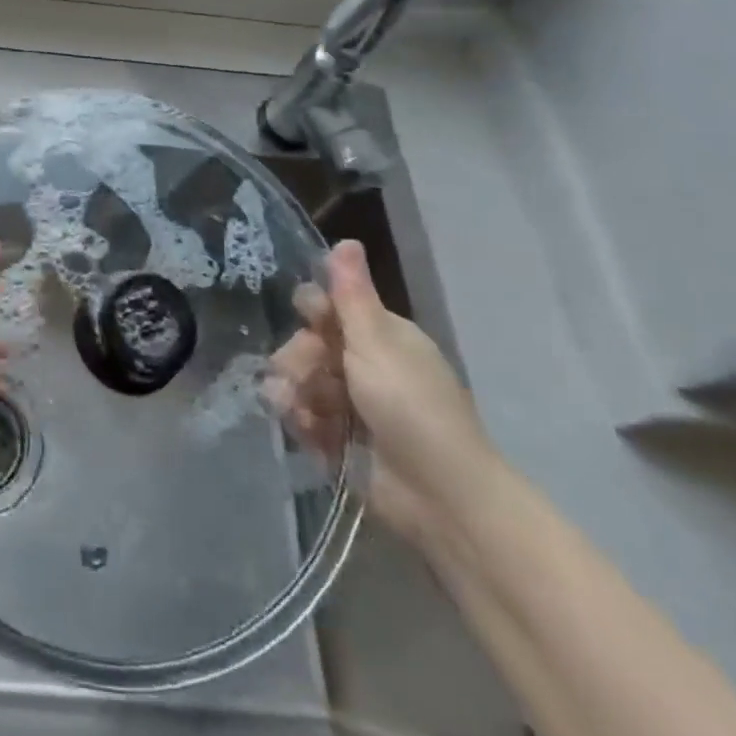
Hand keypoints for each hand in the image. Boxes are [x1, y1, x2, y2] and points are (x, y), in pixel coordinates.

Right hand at [268, 240, 499, 549]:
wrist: (441, 496)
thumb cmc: (411, 407)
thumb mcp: (377, 343)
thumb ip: (352, 294)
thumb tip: (346, 238)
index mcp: (380, 335)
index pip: (329, 305)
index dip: (313, 310)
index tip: (310, 318)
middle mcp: (364, 364)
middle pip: (307, 343)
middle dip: (298, 357)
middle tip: (305, 375)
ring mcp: (350, 404)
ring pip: (299, 380)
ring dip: (294, 391)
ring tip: (301, 410)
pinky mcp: (338, 439)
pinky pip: (302, 416)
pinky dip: (301, 421)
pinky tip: (306, 429)